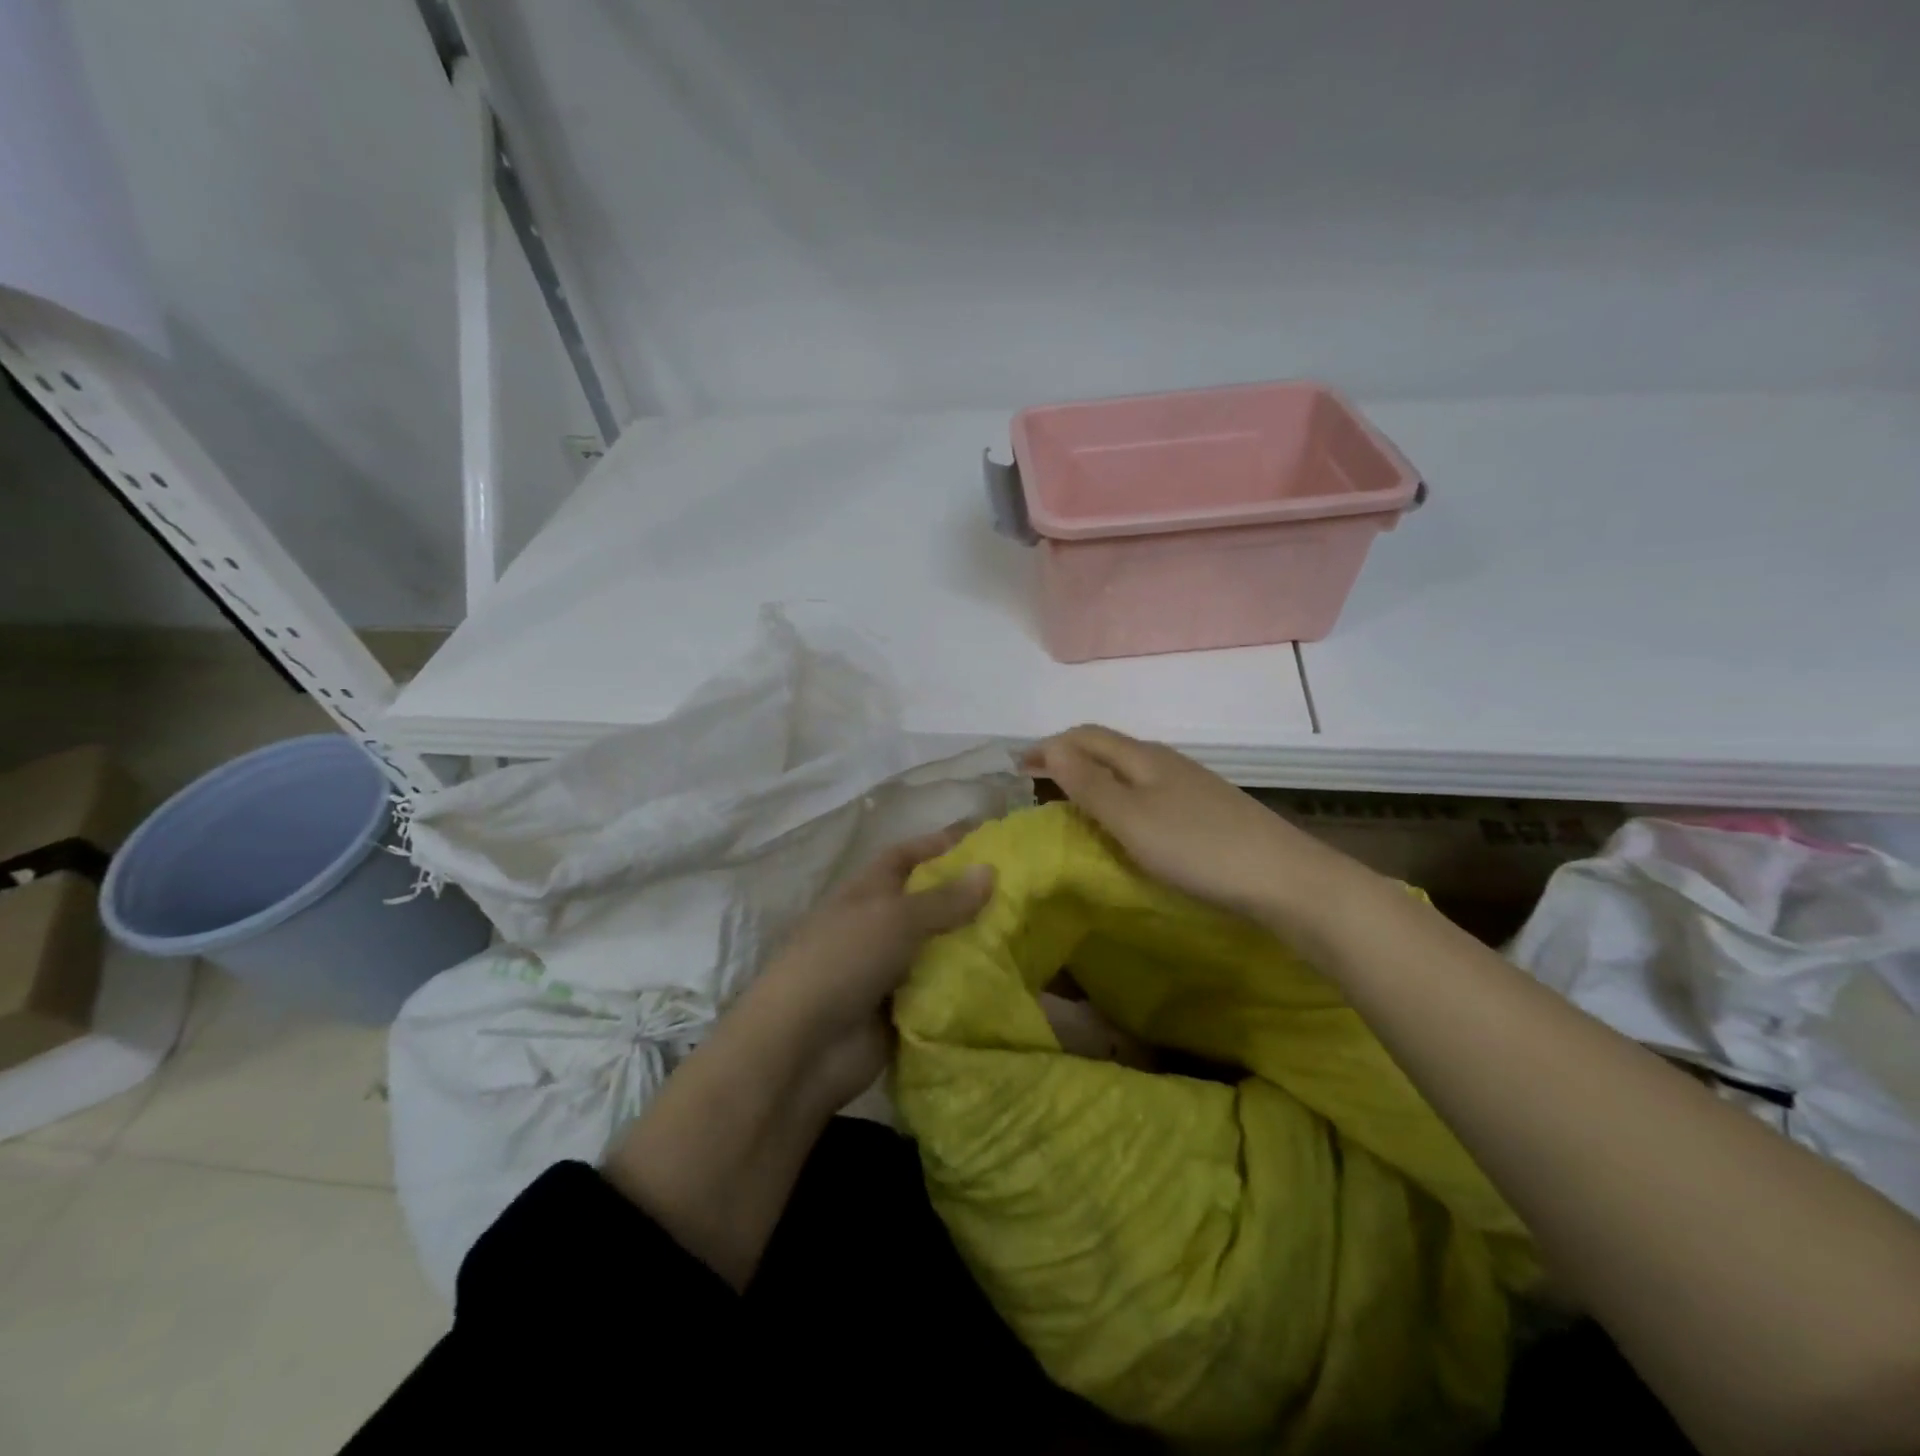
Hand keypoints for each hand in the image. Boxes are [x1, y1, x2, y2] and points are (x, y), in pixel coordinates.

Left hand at [601, 825, 992, 1288]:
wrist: (803, 1049)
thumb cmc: (843, 961)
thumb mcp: (895, 919)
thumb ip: (944, 899)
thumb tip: (989, 869)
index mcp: (866, 891)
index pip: (906, 855)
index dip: (940, 843)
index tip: (986, 839)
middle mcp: (877, 925)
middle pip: (927, 902)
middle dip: (967, 896)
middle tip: (1021, 892)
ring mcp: (887, 969)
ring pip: (938, 948)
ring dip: (972, 943)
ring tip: (1027, 935)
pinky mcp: (899, 1010)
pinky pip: (940, 990)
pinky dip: (966, 985)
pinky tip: (1007, 980)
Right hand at [1023, 725, 1356, 925]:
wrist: (1282, 878)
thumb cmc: (1196, 848)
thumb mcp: (1131, 819)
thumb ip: (1089, 784)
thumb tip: (1051, 747)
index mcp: (1142, 757)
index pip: (1085, 736)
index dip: (1049, 746)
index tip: (1016, 767)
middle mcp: (1164, 761)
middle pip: (1107, 748)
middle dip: (1069, 758)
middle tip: (1038, 783)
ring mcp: (1189, 784)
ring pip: (1128, 769)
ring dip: (1094, 777)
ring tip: (1072, 801)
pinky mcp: (1205, 809)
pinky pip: (1147, 790)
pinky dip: (1120, 796)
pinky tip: (1124, 821)